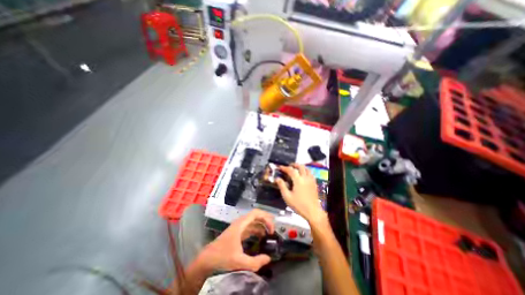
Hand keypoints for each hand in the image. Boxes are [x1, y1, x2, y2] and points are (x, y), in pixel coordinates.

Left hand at [194, 209, 274, 272]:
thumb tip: (269, 258)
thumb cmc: (221, 257)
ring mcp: (239, 228)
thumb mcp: (239, 261)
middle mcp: (241, 223)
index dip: (266, 218)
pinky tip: (260, 238)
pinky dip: (257, 231)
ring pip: (253, 222)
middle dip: (265, 221)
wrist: (206, 260)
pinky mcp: (237, 233)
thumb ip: (255, 262)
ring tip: (269, 235)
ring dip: (262, 226)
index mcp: (241, 224)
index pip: (256, 213)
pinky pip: (250, 228)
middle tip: (273, 231)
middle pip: (256, 216)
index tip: (271, 229)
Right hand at [276, 163, 326, 223]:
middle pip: (300, 166)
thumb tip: (277, 178)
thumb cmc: (299, 205)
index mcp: (298, 180)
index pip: (291, 170)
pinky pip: (311, 174)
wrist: (312, 212)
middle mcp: (305, 178)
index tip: (280, 167)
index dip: (285, 168)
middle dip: (294, 164)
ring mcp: (311, 180)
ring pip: (307, 169)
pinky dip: (306, 171)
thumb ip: (282, 186)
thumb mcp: (287, 196)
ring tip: (296, 169)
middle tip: (289, 166)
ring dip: (301, 167)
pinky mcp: (314, 184)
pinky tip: (304, 175)